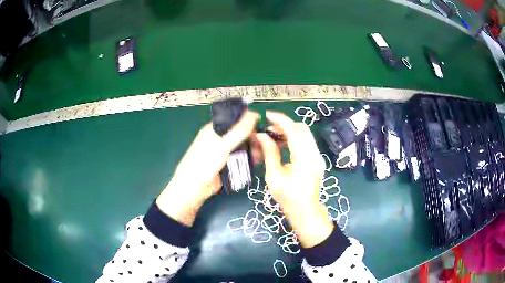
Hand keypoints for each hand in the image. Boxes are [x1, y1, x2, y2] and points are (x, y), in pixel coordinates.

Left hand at [157, 111, 259, 225]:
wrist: (194, 189)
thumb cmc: (203, 164)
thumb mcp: (221, 145)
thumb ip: (238, 131)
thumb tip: (254, 115)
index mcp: (214, 130)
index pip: (234, 119)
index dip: (247, 119)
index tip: (261, 124)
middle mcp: (220, 139)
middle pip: (240, 133)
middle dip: (252, 137)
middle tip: (262, 143)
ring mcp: (224, 152)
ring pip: (243, 146)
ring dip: (252, 148)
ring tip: (261, 154)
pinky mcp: (228, 165)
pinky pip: (241, 158)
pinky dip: (249, 158)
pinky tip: (257, 161)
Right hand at [256, 111, 333, 247]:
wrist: (305, 210)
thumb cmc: (287, 198)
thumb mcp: (274, 176)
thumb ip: (269, 153)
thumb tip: (261, 136)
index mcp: (304, 159)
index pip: (294, 131)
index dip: (281, 120)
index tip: (267, 115)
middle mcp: (314, 154)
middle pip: (301, 128)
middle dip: (284, 125)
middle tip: (268, 129)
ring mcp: (318, 156)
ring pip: (304, 134)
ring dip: (289, 131)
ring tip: (272, 137)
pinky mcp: (317, 159)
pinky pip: (306, 142)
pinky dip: (294, 139)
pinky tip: (282, 145)